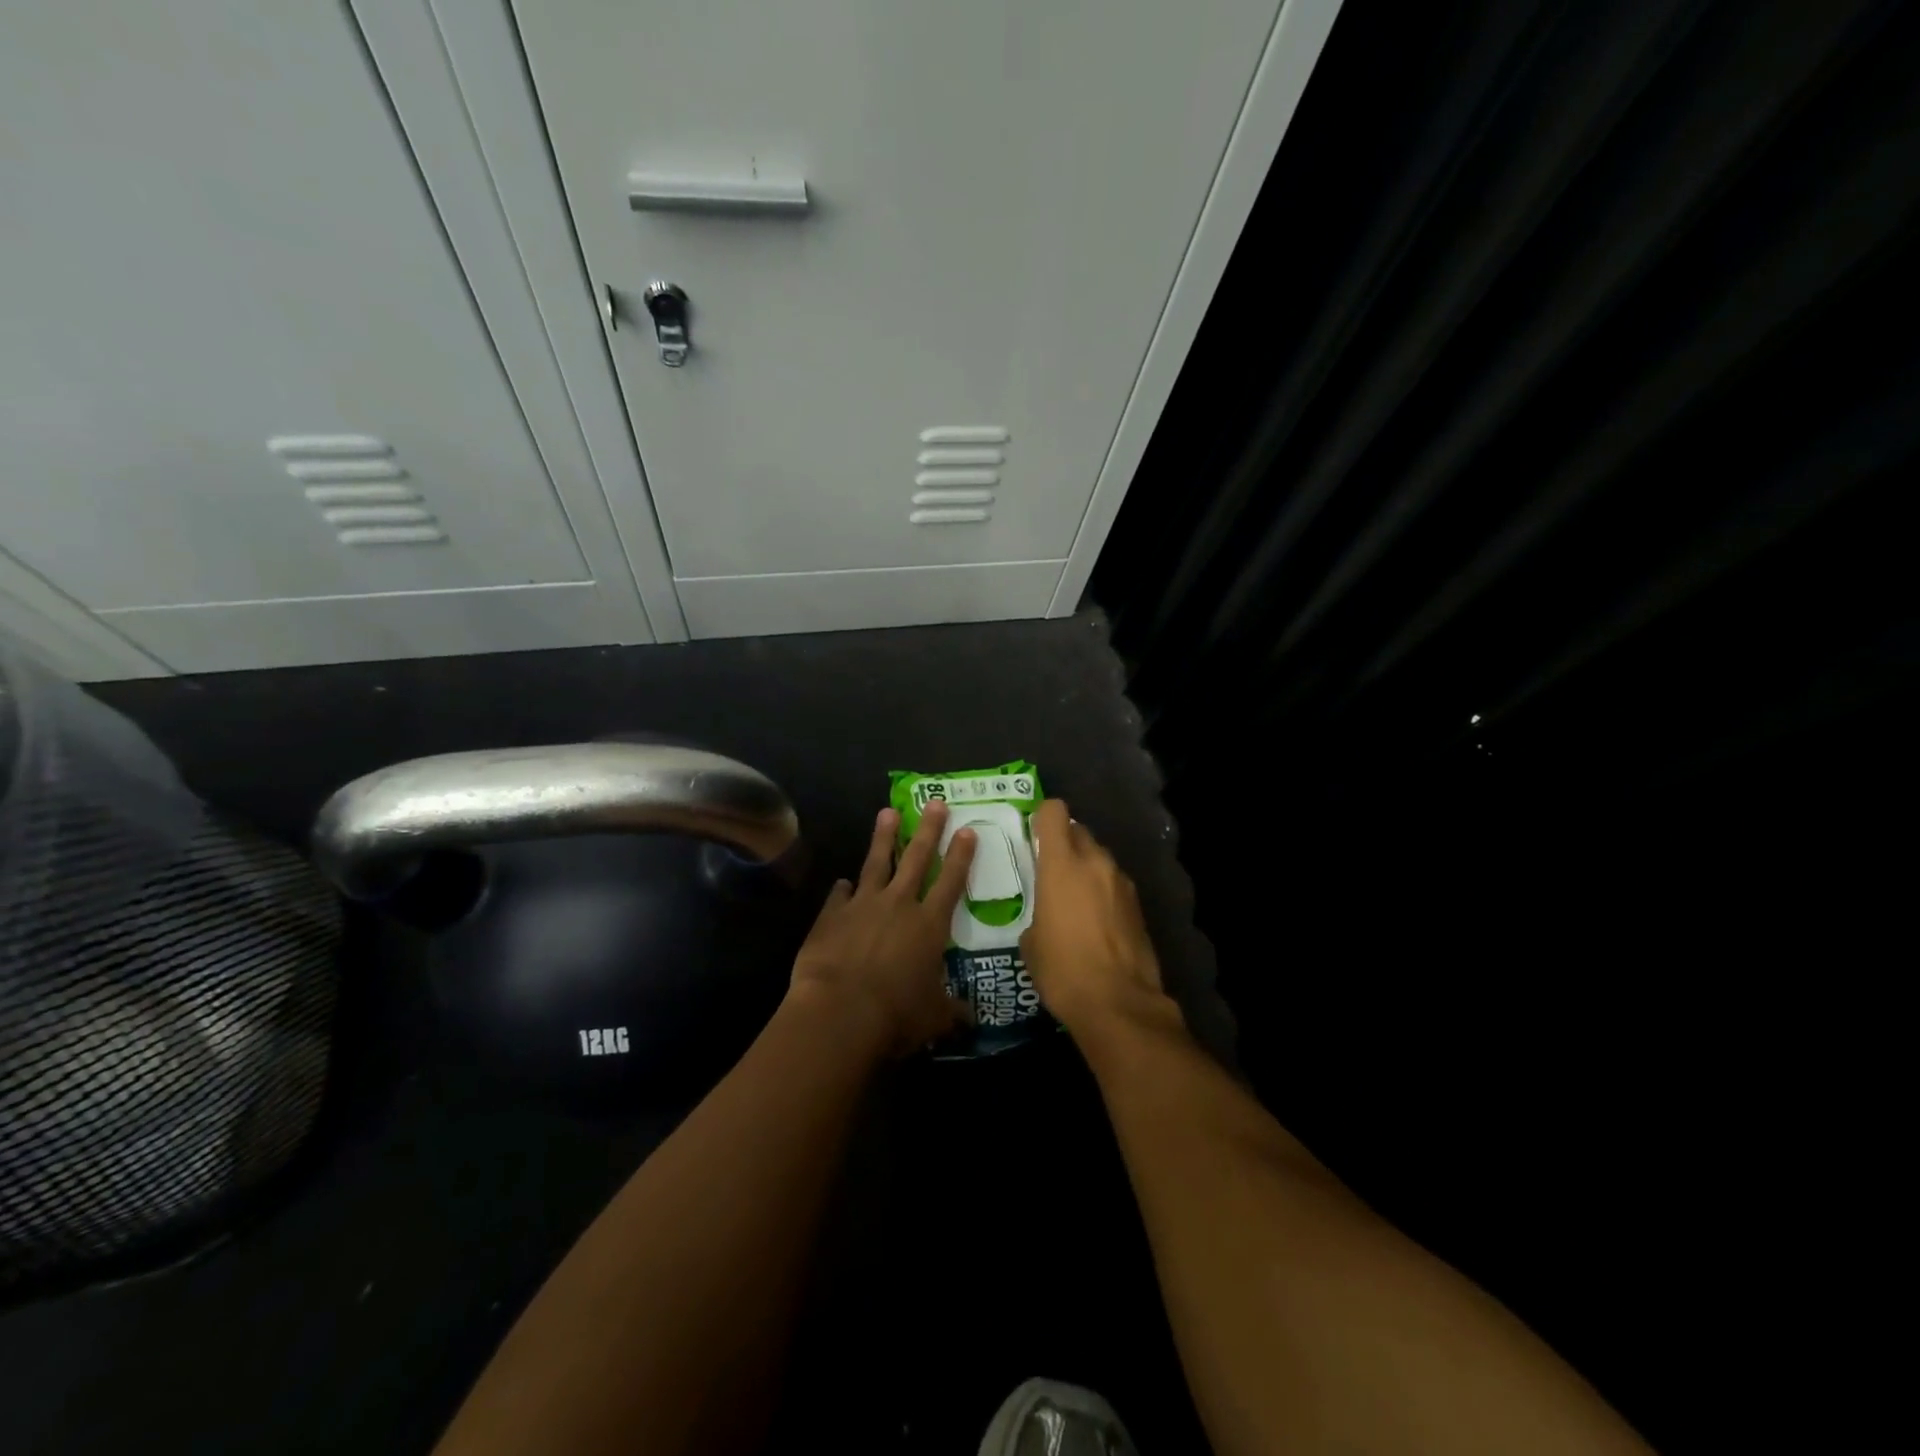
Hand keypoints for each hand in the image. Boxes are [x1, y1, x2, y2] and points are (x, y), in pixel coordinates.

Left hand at [788, 801, 976, 1058]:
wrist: (839, 1012)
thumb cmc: (896, 1014)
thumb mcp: (934, 1017)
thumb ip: (951, 1011)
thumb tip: (970, 1019)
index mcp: (929, 925)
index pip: (951, 882)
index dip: (961, 856)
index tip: (968, 830)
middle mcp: (899, 905)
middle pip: (916, 858)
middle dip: (928, 829)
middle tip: (935, 802)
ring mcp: (862, 906)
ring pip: (876, 863)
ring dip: (883, 837)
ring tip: (888, 812)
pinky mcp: (831, 916)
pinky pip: (839, 896)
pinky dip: (842, 889)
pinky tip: (842, 881)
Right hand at [1020, 799, 1167, 1034]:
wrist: (1118, 1004)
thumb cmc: (1062, 970)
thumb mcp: (1031, 941)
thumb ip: (1037, 911)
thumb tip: (1047, 914)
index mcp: (1062, 865)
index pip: (1054, 812)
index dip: (1042, 817)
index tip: (1033, 834)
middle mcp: (1095, 863)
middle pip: (1079, 831)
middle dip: (1065, 842)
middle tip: (1051, 869)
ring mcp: (1122, 883)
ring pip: (1100, 858)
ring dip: (1087, 868)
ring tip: (1075, 900)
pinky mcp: (1139, 906)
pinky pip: (1115, 884)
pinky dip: (1104, 892)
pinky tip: (1096, 923)